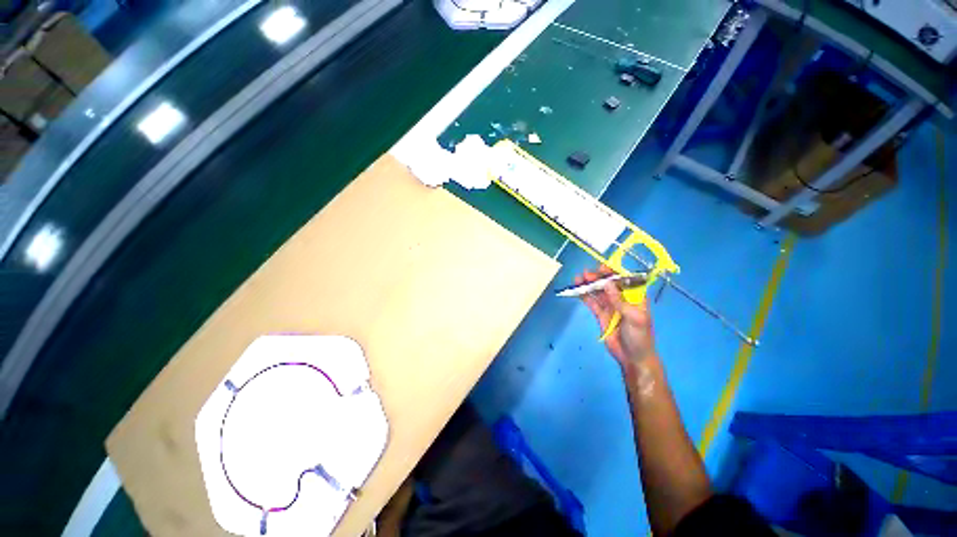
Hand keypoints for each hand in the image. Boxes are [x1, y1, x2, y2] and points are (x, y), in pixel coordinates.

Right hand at [577, 266, 657, 371]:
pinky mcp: (601, 314)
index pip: (624, 280)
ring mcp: (610, 306)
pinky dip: (584, 296)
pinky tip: (577, 290)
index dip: (613, 272)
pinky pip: (592, 302)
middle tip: (586, 274)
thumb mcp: (634, 318)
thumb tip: (607, 283)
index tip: (602, 268)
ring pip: (598, 292)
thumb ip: (619, 300)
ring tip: (578, 279)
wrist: (632, 358)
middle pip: (608, 284)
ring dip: (588, 285)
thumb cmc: (640, 337)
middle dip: (597, 278)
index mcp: (635, 297)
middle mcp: (622, 299)